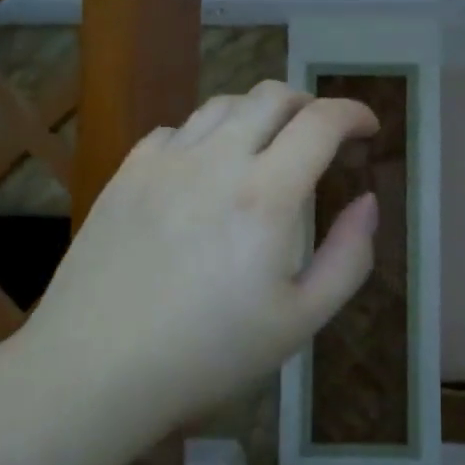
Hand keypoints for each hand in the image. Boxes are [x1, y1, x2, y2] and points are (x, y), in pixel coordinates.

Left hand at [27, 82, 379, 426]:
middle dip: (309, 104)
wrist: (95, 369)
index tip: (369, 128)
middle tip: (321, 134)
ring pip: (223, 103)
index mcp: (266, 195)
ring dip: (258, 113)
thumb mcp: (300, 321)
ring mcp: (165, 161)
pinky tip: (205, 168)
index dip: (354, 113)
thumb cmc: (208, 354)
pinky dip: (206, 134)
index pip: (321, 122)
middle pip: (272, 95)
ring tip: (267, 145)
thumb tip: (368, 201)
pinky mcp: (128, 172)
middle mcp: (216, 160)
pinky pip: (177, 129)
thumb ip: (348, 256)